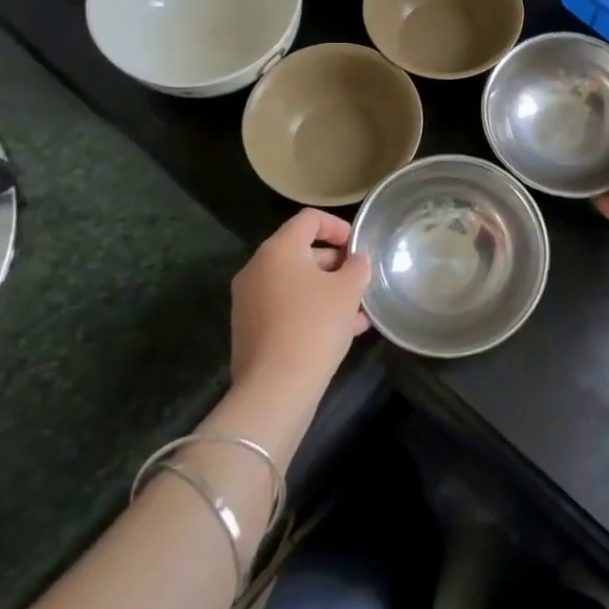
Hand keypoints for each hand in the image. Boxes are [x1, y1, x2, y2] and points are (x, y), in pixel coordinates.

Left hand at [229, 209, 370, 388]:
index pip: (310, 219)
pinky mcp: (249, 329)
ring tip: (358, 311)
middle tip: (360, 281)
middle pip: (301, 251)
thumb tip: (356, 260)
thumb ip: (358, 267)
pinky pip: (285, 307)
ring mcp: (249, 300)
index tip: (358, 247)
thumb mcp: (349, 291)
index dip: (338, 226)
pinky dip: (310, 310)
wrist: (275, 388)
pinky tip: (340, 332)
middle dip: (335, 264)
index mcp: (279, 250)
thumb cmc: (315, 326)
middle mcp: (257, 268)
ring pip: (295, 283)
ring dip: (326, 290)